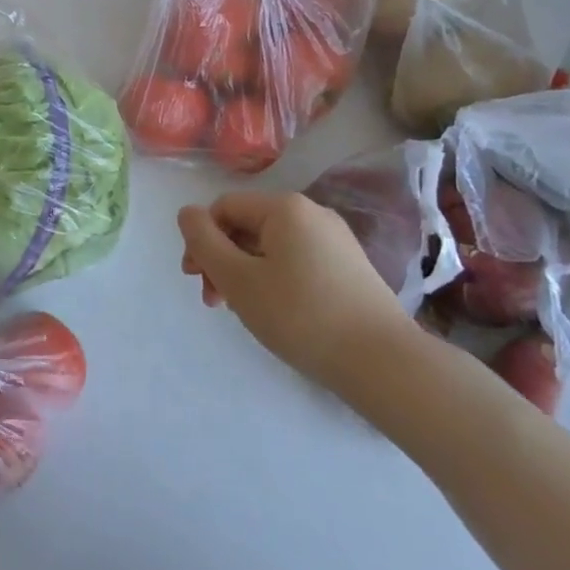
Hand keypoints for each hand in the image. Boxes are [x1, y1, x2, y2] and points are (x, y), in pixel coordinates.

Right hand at [178, 191, 421, 396]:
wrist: (382, 362)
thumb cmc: (300, 315)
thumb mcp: (238, 279)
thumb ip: (204, 242)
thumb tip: (187, 213)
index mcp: (284, 207)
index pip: (224, 208)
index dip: (201, 240)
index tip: (196, 280)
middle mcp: (312, 213)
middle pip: (247, 226)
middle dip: (222, 260)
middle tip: (215, 301)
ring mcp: (335, 240)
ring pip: (271, 247)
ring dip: (245, 273)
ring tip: (243, 312)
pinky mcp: (349, 267)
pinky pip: (296, 262)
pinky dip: (275, 281)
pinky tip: (277, 313)